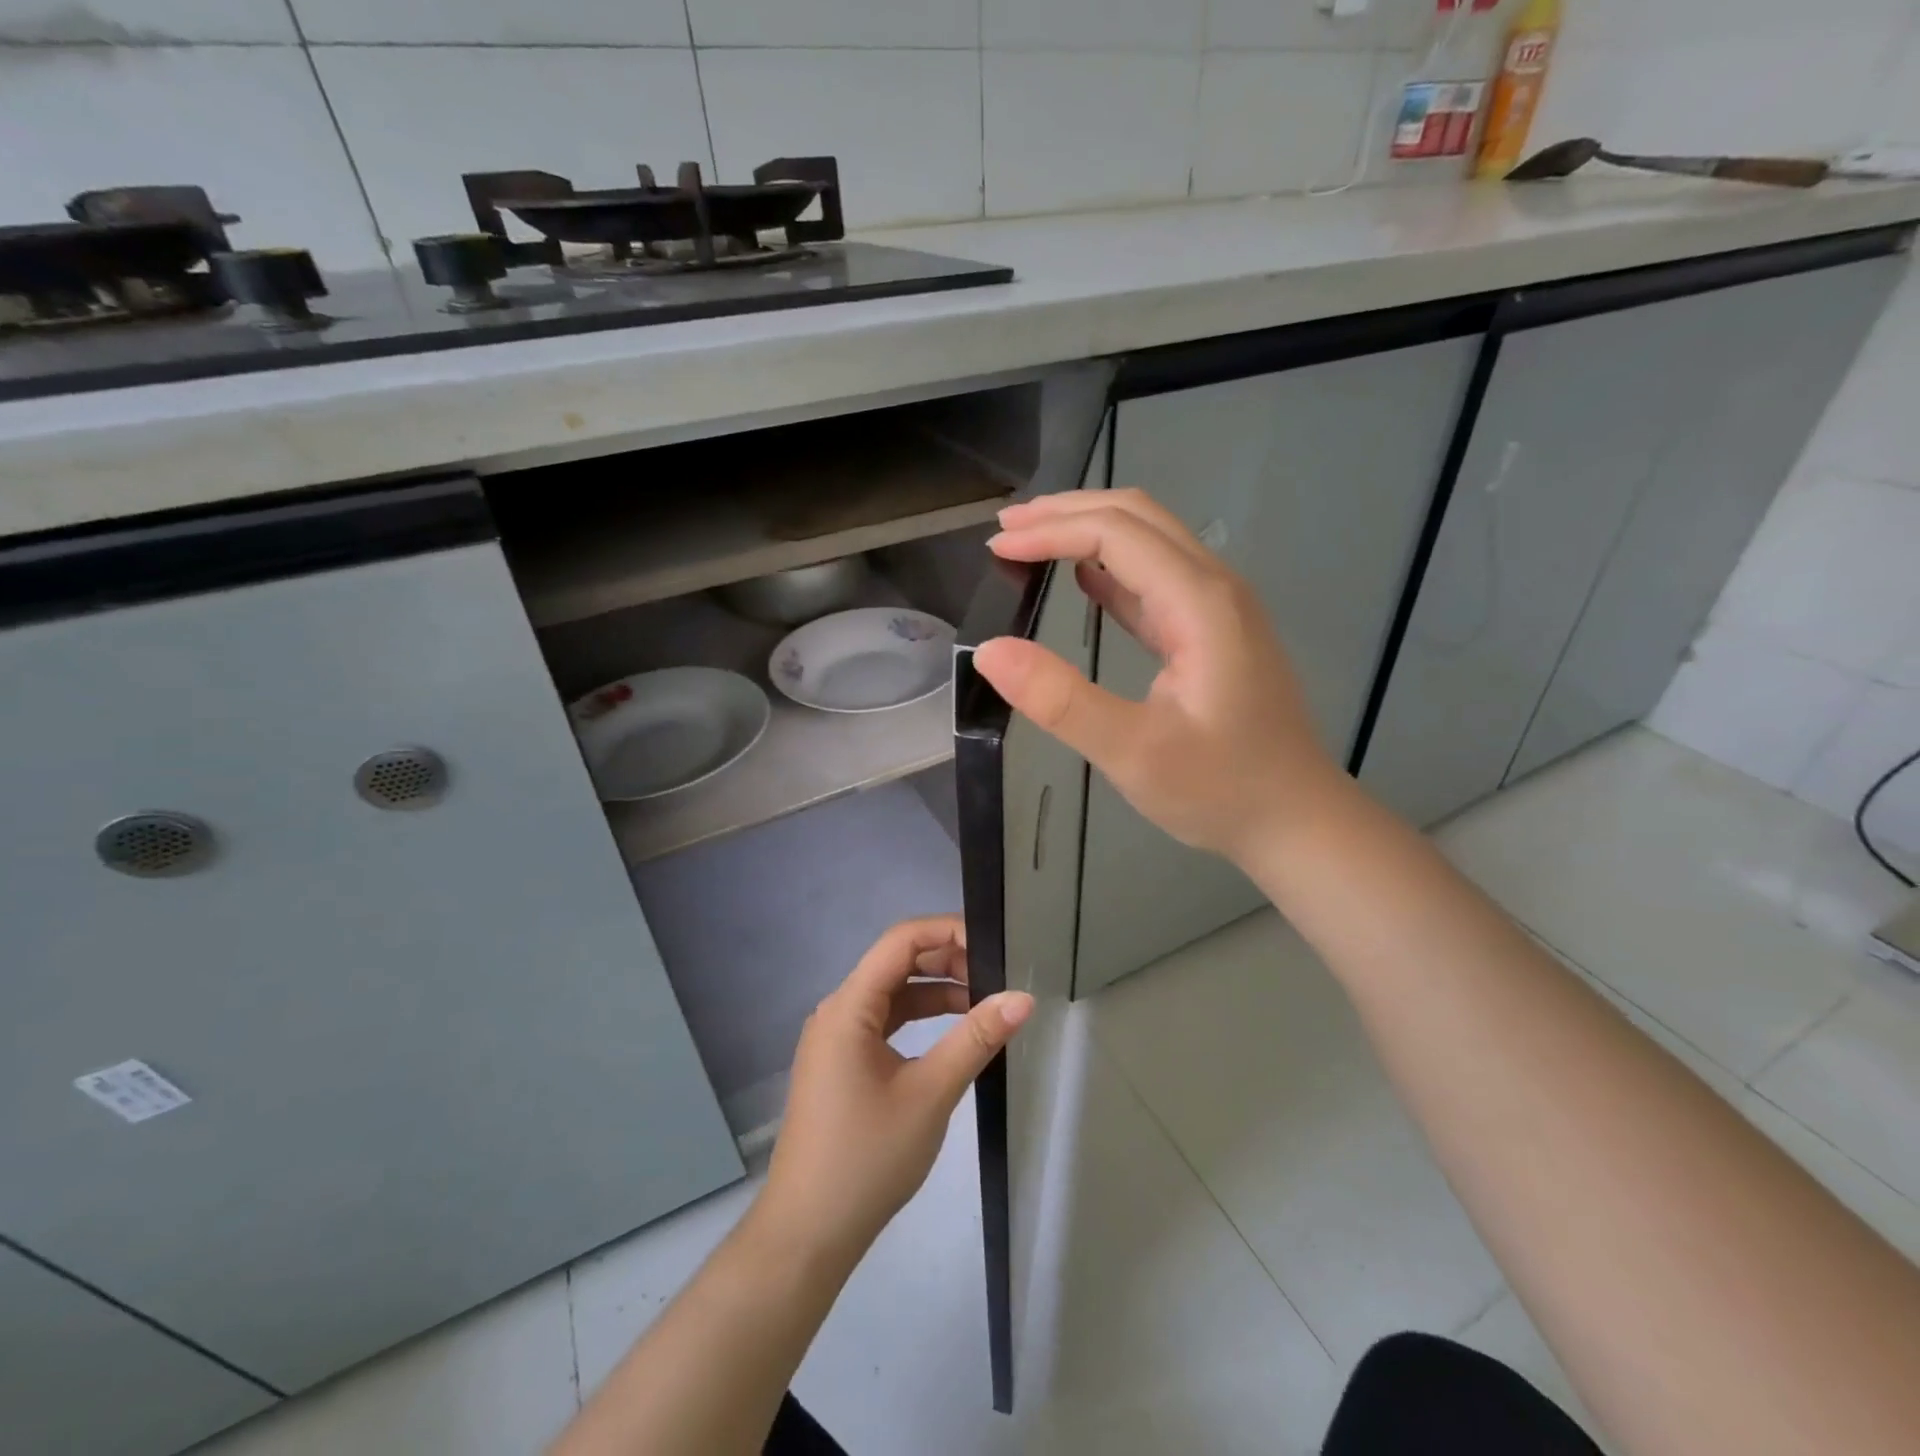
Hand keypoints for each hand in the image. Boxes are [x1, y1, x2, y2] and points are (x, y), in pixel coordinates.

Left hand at [757, 916, 1032, 1265]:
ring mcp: (836, 1038)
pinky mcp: (841, 1064)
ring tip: (985, 1003)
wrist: (807, 1234)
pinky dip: (919, 1019)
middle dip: (947, 961)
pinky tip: (953, 1033)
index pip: (901, 940)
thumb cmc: (867, 1158)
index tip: (993, 947)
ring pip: (892, 993)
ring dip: (936, 991)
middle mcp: (838, 1011)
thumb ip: (976, 1038)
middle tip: (997, 977)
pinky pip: (884, 1022)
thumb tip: (1023, 998)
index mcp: (849, 1006)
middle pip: (896, 963)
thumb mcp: (930, 1093)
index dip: (948, 932)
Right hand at [974, 489, 1343, 865]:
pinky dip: (1111, 568)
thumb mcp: (1132, 752)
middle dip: (1067, 512)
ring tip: (1031, 541)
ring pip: (1148, 540)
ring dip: (1088, 532)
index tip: (996, 546)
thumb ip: (1060, 700)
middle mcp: (1214, 587)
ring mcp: (1218, 608)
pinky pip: (1156, 579)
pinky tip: (1081, 580)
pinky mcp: (1211, 632)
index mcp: (1200, 603)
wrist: (1295, 819)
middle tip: (1005, 527)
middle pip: (1137, 517)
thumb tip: (989, 651)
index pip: (1116, 534)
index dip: (1051, 531)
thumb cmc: (1219, 789)